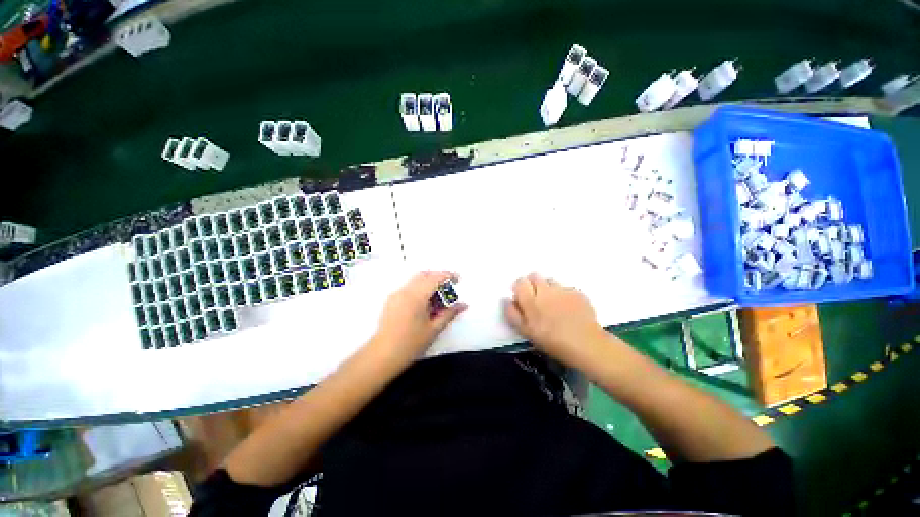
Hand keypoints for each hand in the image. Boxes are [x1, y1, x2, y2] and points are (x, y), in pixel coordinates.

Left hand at [372, 271, 466, 359]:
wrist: (383, 355)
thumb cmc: (411, 343)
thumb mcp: (434, 329)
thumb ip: (449, 313)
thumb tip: (464, 305)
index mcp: (416, 296)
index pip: (434, 278)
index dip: (448, 275)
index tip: (458, 279)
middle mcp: (405, 291)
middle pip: (424, 275)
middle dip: (438, 277)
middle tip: (449, 287)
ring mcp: (396, 294)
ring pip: (415, 280)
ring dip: (428, 282)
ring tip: (438, 298)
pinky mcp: (391, 300)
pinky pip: (409, 287)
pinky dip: (420, 288)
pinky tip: (425, 304)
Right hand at [504, 273, 605, 367]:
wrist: (587, 345)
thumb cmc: (552, 342)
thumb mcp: (526, 332)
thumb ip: (513, 314)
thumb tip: (507, 299)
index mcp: (531, 300)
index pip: (520, 282)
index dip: (520, 288)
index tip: (522, 297)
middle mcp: (545, 290)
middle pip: (534, 275)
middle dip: (533, 283)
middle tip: (536, 299)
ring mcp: (563, 290)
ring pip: (550, 280)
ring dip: (548, 288)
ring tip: (553, 304)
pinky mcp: (577, 292)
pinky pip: (566, 288)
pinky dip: (564, 295)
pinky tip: (569, 308)